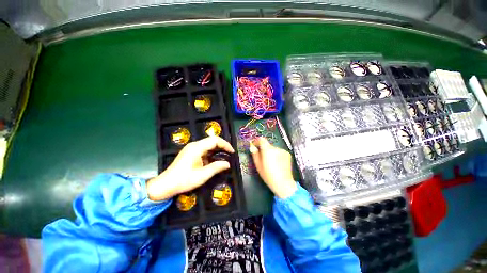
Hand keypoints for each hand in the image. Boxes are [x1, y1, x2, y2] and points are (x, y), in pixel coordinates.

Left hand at [146, 136, 234, 200]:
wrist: (165, 185)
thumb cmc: (184, 180)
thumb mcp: (202, 175)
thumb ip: (216, 167)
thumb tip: (227, 164)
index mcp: (197, 148)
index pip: (215, 140)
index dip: (225, 145)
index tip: (232, 152)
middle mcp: (194, 145)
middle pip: (212, 140)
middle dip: (222, 146)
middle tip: (229, 154)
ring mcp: (191, 148)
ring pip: (208, 144)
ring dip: (217, 149)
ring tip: (224, 156)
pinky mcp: (190, 152)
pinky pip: (204, 149)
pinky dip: (211, 153)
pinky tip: (214, 159)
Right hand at [250, 137, 296, 198]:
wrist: (283, 183)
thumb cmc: (268, 175)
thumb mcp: (258, 165)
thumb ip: (254, 154)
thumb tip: (252, 146)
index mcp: (267, 150)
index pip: (261, 139)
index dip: (257, 141)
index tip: (254, 145)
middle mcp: (276, 148)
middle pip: (267, 145)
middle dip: (264, 149)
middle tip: (262, 158)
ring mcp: (283, 151)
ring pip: (273, 149)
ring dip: (271, 153)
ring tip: (271, 162)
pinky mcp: (287, 154)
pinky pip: (279, 152)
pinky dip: (277, 155)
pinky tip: (277, 163)